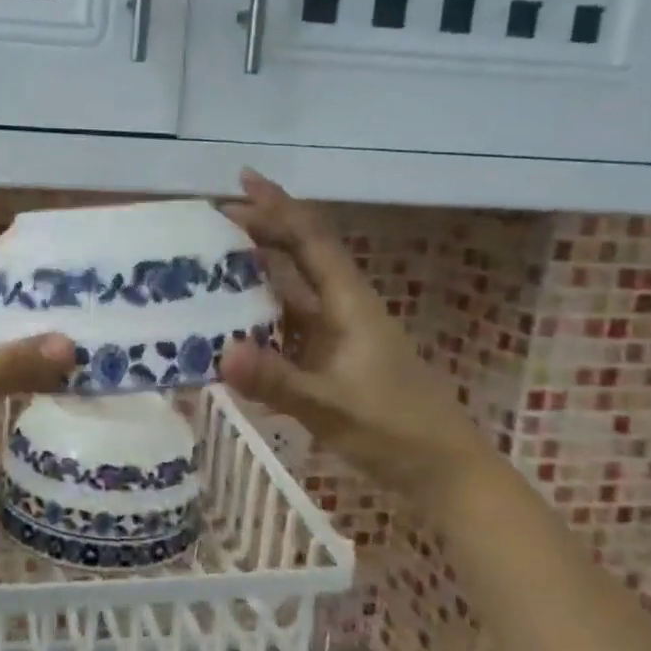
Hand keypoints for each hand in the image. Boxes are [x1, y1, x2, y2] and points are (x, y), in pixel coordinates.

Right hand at [220, 171, 493, 496]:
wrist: (442, 471)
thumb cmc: (395, 429)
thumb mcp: (332, 407)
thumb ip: (278, 380)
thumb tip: (221, 351)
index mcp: (349, 304)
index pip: (311, 240)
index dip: (279, 207)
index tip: (243, 179)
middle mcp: (340, 310)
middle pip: (298, 257)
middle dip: (260, 232)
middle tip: (211, 221)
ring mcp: (334, 336)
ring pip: (288, 291)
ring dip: (254, 274)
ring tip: (208, 264)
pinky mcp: (328, 361)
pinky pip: (284, 327)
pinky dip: (256, 318)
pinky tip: (227, 325)